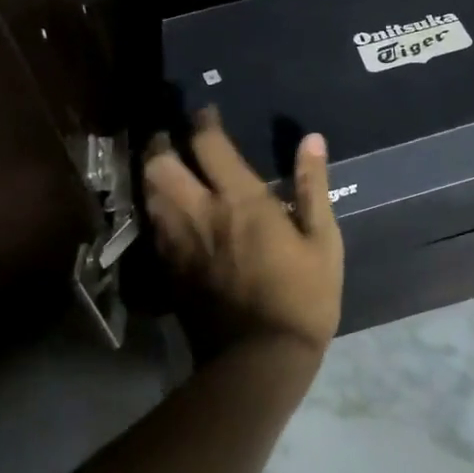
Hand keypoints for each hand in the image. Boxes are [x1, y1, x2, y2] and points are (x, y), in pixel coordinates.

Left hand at [143, 109, 343, 358]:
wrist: (261, 360)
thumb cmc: (303, 296)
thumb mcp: (323, 240)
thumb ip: (313, 186)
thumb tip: (311, 139)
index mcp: (241, 201)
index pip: (209, 144)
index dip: (203, 121)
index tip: (205, 112)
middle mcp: (201, 213)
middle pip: (161, 165)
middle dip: (160, 142)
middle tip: (169, 134)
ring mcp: (179, 243)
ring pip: (149, 194)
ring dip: (152, 173)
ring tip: (163, 166)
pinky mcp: (169, 270)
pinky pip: (152, 227)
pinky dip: (154, 208)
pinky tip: (164, 209)